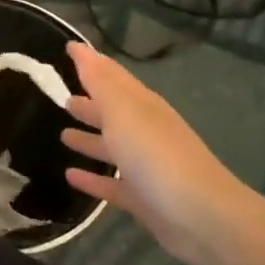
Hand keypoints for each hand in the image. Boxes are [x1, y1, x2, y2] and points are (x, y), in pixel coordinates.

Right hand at [59, 42, 260, 264]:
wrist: (202, 216)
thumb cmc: (157, 155)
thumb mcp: (123, 111)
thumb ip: (100, 82)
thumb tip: (81, 48)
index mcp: (141, 105)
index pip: (112, 76)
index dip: (91, 61)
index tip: (70, 48)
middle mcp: (144, 131)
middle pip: (112, 112)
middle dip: (90, 103)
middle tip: (63, 97)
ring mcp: (145, 166)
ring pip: (112, 147)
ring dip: (89, 139)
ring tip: (62, 135)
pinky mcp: (142, 198)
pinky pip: (111, 184)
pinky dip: (92, 179)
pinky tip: (70, 176)